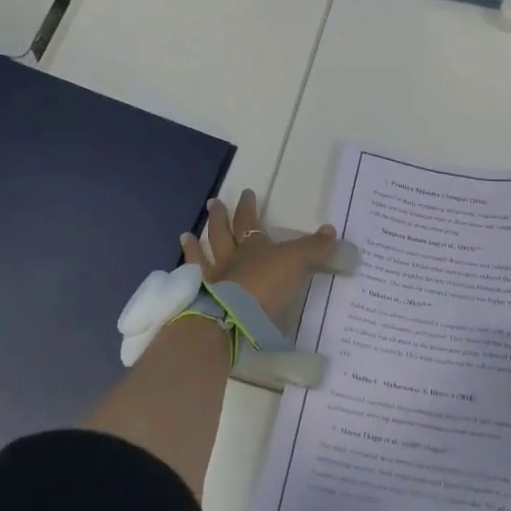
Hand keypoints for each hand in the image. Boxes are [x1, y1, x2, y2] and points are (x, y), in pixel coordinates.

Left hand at [180, 190, 336, 325]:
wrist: (234, 317)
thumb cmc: (266, 284)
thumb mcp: (296, 262)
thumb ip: (313, 247)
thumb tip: (331, 229)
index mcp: (253, 247)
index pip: (250, 222)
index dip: (249, 207)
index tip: (246, 192)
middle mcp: (230, 259)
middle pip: (223, 233)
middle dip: (220, 218)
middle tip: (214, 203)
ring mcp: (213, 279)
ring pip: (203, 256)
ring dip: (195, 245)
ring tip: (186, 234)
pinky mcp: (202, 301)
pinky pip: (192, 283)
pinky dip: (186, 275)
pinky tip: (179, 271)